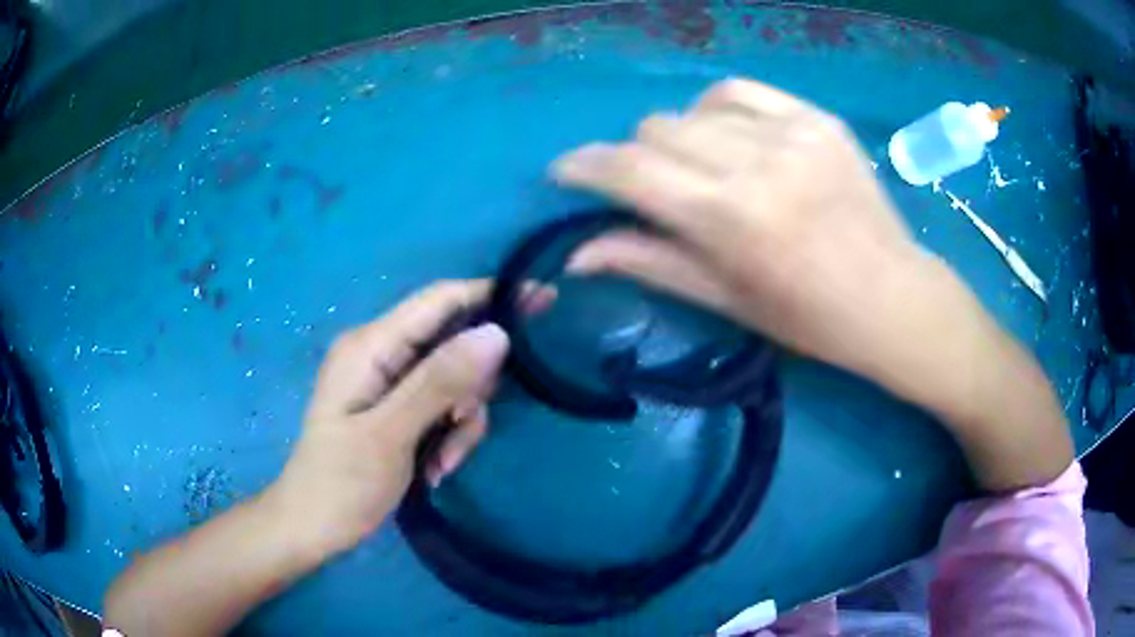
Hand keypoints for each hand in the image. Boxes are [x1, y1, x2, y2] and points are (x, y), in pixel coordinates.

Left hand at [264, 280, 508, 558]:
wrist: (313, 527)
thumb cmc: (341, 483)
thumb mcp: (390, 435)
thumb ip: (439, 382)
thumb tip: (497, 333)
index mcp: (371, 346)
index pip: (440, 300)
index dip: (491, 294)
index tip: (543, 300)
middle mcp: (381, 354)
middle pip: (453, 343)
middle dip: (470, 388)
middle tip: (460, 426)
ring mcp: (390, 382)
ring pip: (454, 382)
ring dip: (460, 422)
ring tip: (443, 462)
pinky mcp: (397, 407)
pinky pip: (442, 407)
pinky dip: (449, 436)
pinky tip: (437, 468)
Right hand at [554, 78, 1071, 490]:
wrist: (895, 298)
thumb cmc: (810, 319)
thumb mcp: (726, 301)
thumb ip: (648, 263)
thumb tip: (575, 253)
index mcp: (733, 219)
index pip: (631, 170)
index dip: (585, 166)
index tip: (566, 172)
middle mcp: (759, 163)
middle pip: (657, 129)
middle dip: (637, 157)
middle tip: (653, 189)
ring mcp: (794, 132)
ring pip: (694, 108)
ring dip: (680, 137)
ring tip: (702, 169)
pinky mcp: (818, 119)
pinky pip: (741, 92)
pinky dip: (719, 110)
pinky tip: (733, 139)